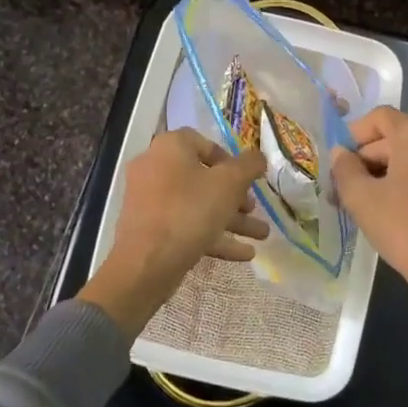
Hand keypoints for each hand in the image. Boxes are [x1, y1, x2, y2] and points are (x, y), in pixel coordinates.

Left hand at [80, 129, 269, 334]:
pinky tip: (244, 254)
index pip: (203, 143)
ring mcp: (149, 201)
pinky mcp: (149, 230)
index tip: (247, 177)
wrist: (146, 263)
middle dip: (235, 197)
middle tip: (253, 209)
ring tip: (261, 236)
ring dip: (231, 220)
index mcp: (169, 148)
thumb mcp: (229, 183)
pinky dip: (213, 236)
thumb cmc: (190, 211)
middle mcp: (154, 168)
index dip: (230, 159)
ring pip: (197, 205)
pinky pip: (185, 226)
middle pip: (203, 178)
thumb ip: (249, 166)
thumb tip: (258, 157)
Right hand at [331, 107, 407, 382]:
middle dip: (366, 160)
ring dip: (385, 174)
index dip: (353, 135)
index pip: (378, 118)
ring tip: (363, 203)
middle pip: (395, 138)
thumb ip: (344, 168)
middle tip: (343, 189)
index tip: (337, 162)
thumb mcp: (361, 197)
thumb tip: (341, 153)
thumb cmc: (403, 225)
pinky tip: (391, 211)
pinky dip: (407, 184)